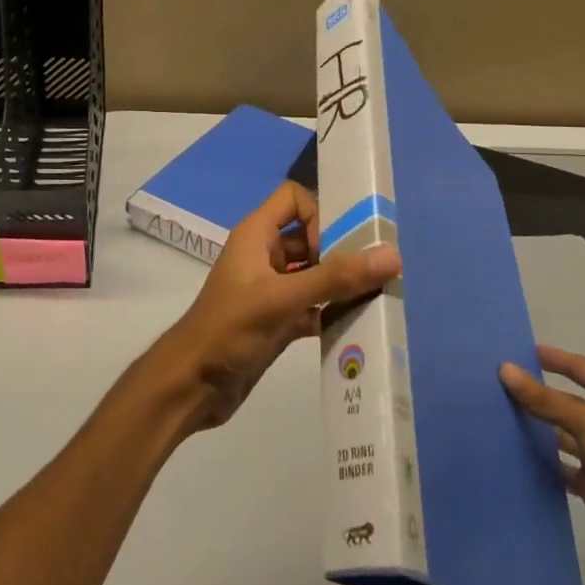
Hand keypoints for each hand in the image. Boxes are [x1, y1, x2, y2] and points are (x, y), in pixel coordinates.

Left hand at [149, 182, 399, 432]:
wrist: (192, 385)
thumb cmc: (229, 329)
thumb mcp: (282, 299)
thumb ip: (335, 278)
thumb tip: (392, 255)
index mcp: (257, 235)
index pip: (294, 198)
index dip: (320, 214)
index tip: (338, 246)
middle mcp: (264, 256)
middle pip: (310, 237)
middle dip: (342, 251)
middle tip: (376, 273)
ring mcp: (271, 290)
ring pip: (315, 274)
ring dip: (342, 285)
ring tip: (376, 299)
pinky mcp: (278, 321)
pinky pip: (314, 307)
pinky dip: (333, 313)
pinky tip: (357, 328)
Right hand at [501, 345, 584, 572]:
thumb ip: (545, 399)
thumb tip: (504, 369)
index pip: (578, 369)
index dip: (553, 359)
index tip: (520, 350)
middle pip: (563, 402)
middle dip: (535, 395)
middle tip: (494, 385)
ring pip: (558, 435)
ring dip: (533, 429)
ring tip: (493, 417)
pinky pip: (558, 467)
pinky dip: (539, 462)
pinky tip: (509, 453)